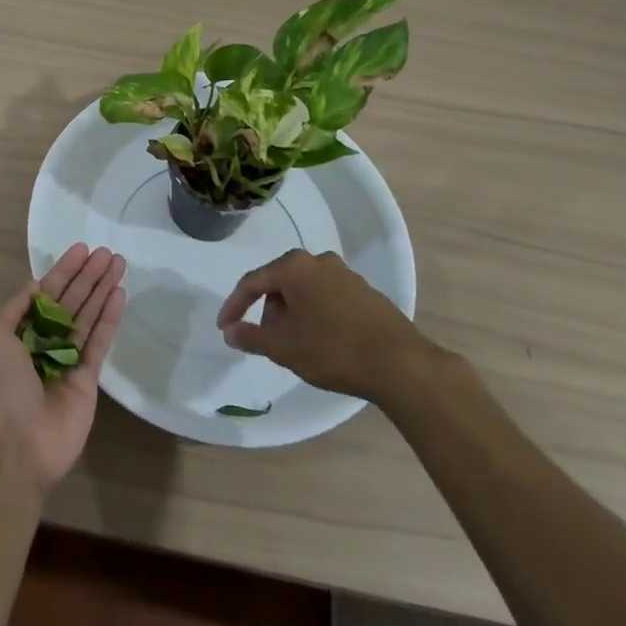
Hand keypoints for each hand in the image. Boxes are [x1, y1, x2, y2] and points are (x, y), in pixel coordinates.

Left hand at [0, 242, 126, 492]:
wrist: (20, 444)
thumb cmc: (3, 387)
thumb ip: (17, 308)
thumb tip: (37, 285)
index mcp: (21, 333)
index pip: (47, 293)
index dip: (64, 271)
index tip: (82, 250)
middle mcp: (45, 342)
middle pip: (71, 301)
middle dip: (88, 276)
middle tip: (107, 253)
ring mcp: (68, 359)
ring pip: (88, 316)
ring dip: (102, 290)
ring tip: (118, 264)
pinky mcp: (89, 378)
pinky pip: (100, 341)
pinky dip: (109, 318)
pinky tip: (119, 294)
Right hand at [216, 248, 433, 399]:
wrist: (400, 364)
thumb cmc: (332, 349)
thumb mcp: (283, 347)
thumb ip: (251, 336)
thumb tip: (231, 331)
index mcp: (294, 266)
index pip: (252, 282)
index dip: (234, 306)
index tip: (225, 328)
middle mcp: (319, 261)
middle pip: (280, 284)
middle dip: (269, 312)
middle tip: (267, 342)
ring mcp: (346, 275)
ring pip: (305, 292)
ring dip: (294, 315)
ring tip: (297, 347)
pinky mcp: (366, 293)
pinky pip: (328, 300)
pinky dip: (317, 317)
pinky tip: (324, 344)